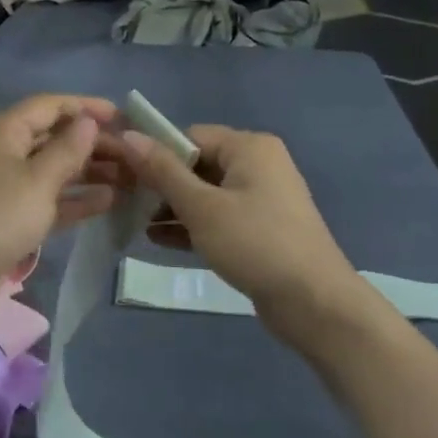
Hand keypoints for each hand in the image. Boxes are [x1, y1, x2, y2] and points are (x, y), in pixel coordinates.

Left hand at [0, 94, 120, 292]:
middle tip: (133, 155)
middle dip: (93, 144)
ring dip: (89, 171)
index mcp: (4, 131)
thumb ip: (68, 149)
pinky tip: (109, 201)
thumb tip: (88, 121)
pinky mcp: (9, 216)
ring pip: (54, 170)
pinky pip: (48, 198)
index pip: (50, 106)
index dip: (86, 107)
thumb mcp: (38, 180)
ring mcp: (6, 185)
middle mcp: (4, 151)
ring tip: (130, 178)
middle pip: (54, 137)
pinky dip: (75, 199)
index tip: (123, 117)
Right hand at [113, 124, 358, 327]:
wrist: (314, 302)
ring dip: (173, 207)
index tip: (124, 175)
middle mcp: (258, 165)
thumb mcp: (202, 206)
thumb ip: (163, 171)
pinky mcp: (260, 229)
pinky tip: (158, 240)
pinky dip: (192, 225)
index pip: (191, 136)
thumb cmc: (255, 243)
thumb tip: (129, 135)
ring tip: (136, 224)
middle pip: (198, 164)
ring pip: (206, 194)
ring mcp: (262, 199)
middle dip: (162, 184)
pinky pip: (218, 217)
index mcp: (249, 147)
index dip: (156, 153)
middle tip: (125, 202)